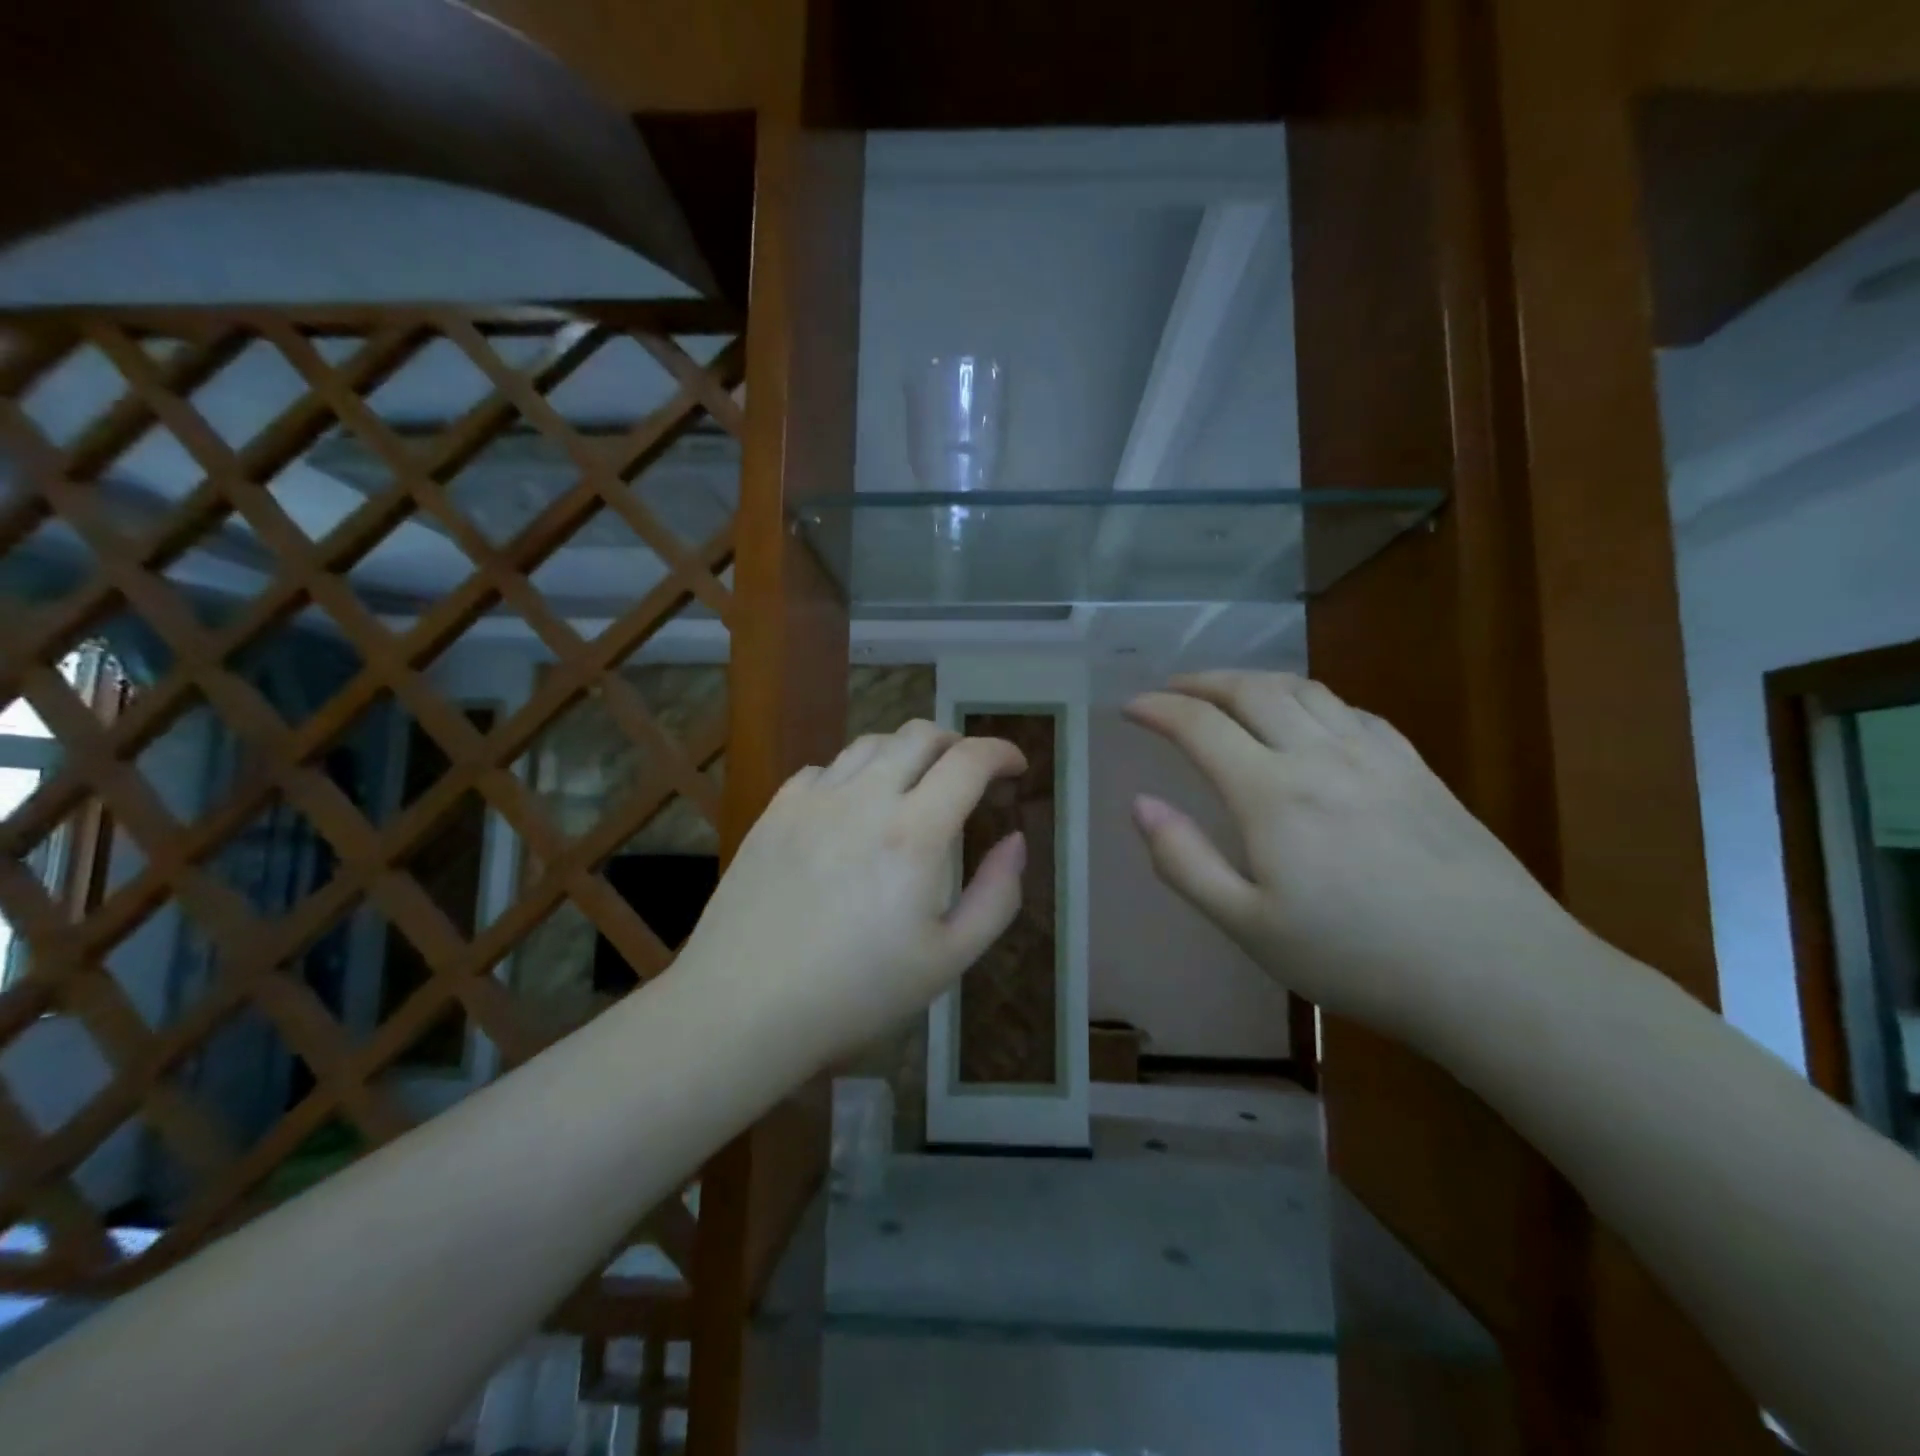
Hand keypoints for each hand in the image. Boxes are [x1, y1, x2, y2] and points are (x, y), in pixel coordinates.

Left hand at [675, 721, 1027, 1065]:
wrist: (743, 1008)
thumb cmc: (856, 993)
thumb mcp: (948, 960)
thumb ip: (996, 895)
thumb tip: (1016, 840)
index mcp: (914, 834)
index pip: (969, 761)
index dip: (1002, 752)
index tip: (1017, 767)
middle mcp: (864, 799)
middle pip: (920, 734)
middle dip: (957, 743)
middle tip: (969, 773)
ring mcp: (813, 800)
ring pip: (871, 742)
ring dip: (906, 752)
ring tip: (915, 784)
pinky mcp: (776, 811)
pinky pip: (825, 768)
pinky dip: (854, 773)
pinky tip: (853, 807)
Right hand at [1126, 671, 1583, 1039]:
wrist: (1495, 974)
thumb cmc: (1356, 958)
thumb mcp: (1248, 926)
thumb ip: (1184, 861)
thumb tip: (1141, 805)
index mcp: (1271, 794)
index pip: (1200, 726)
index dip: (1158, 709)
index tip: (1130, 707)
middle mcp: (1320, 756)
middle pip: (1252, 690)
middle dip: (1202, 682)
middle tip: (1172, 689)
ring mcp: (1375, 757)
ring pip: (1304, 690)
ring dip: (1255, 680)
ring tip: (1231, 692)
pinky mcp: (1417, 769)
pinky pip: (1352, 710)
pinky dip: (1312, 700)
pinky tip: (1310, 719)